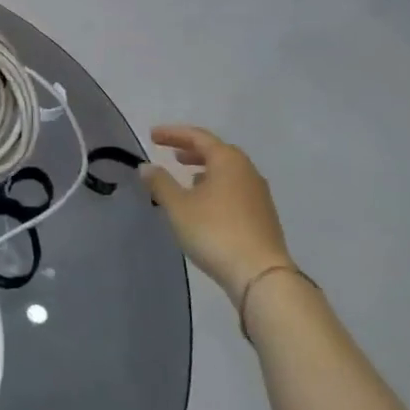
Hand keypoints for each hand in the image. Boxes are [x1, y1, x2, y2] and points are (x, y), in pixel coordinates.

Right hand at [142, 126, 294, 303]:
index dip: (172, 134)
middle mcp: (247, 170)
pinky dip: (217, 187)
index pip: (197, 136)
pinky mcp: (263, 215)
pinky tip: (207, 204)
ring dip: (206, 170)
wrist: (261, 275)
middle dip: (192, 150)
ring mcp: (259, 193)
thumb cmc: (215, 232)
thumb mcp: (178, 206)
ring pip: (228, 172)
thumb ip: (160, 183)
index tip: (152, 136)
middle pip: (216, 151)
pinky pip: (235, 189)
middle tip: (172, 153)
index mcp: (228, 160)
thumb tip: (146, 166)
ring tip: (188, 178)